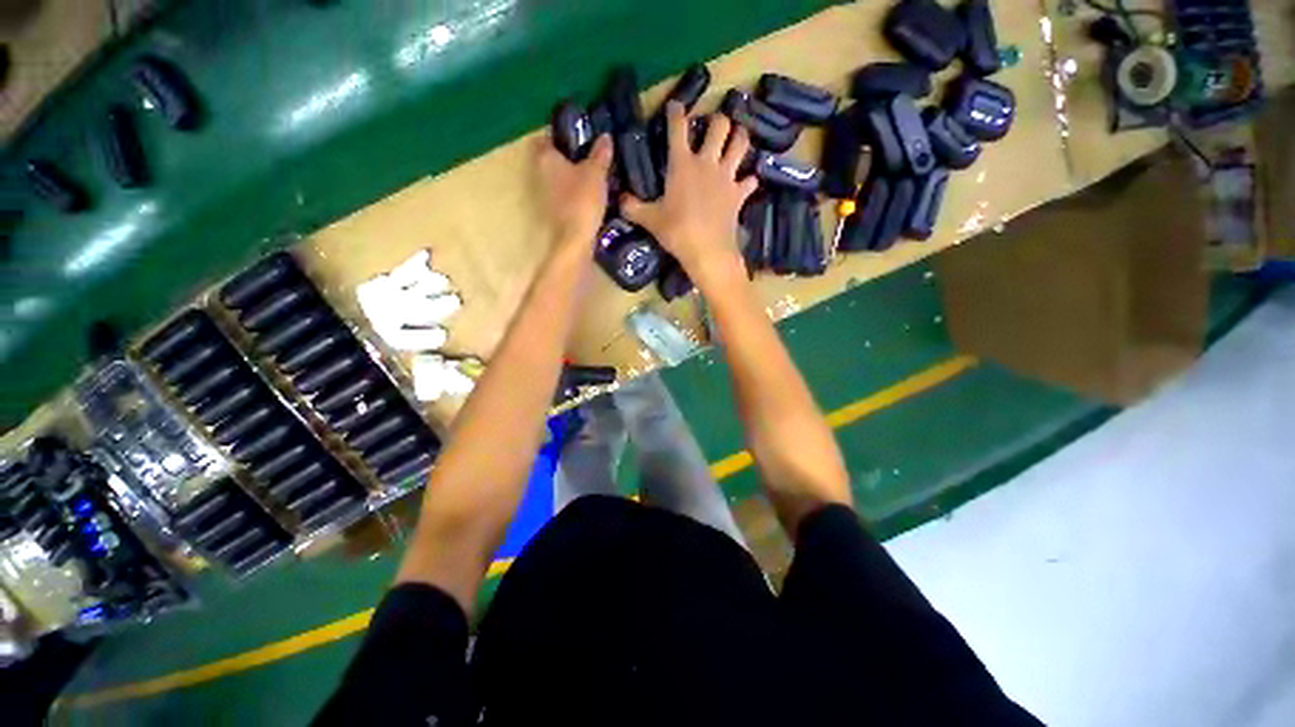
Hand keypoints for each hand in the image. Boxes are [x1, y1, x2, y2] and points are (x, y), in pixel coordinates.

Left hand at [536, 134, 612, 251]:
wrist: (574, 240)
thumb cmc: (582, 201)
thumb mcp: (596, 173)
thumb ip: (600, 154)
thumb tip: (605, 137)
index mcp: (545, 157)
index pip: (548, 137)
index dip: (563, 134)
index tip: (580, 135)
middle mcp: (538, 173)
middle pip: (552, 158)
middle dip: (569, 156)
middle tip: (590, 155)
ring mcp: (543, 195)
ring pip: (557, 178)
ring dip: (571, 176)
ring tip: (592, 175)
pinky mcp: (552, 212)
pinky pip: (562, 195)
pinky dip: (572, 193)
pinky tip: (588, 195)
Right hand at [621, 102, 757, 286]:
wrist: (707, 251)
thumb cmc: (677, 232)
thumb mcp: (650, 220)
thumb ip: (633, 208)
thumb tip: (619, 201)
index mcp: (682, 164)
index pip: (678, 128)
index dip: (676, 112)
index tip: (675, 105)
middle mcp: (707, 163)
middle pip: (719, 125)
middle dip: (717, 120)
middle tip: (714, 126)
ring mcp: (726, 177)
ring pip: (741, 144)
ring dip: (740, 137)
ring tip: (737, 137)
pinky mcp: (739, 195)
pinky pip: (750, 181)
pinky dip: (749, 180)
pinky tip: (746, 182)